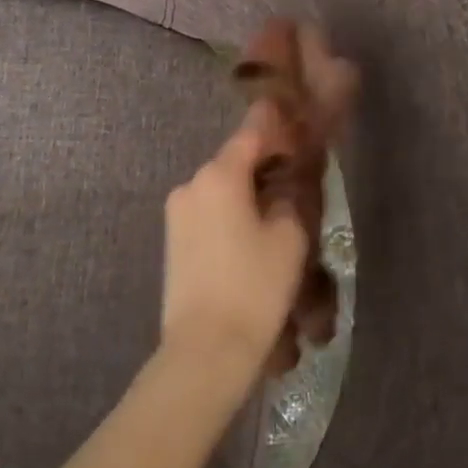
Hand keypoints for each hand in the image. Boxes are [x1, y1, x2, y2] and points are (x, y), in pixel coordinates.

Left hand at [161, 101, 309, 380]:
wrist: (205, 347)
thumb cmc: (254, 286)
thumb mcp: (288, 239)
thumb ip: (290, 200)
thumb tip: (285, 186)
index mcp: (219, 175)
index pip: (250, 134)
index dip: (275, 126)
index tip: (294, 119)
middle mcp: (191, 184)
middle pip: (233, 161)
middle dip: (262, 162)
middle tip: (294, 173)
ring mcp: (177, 213)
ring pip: (220, 188)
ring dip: (245, 189)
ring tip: (276, 208)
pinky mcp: (172, 239)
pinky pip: (207, 210)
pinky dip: (229, 210)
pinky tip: (250, 230)